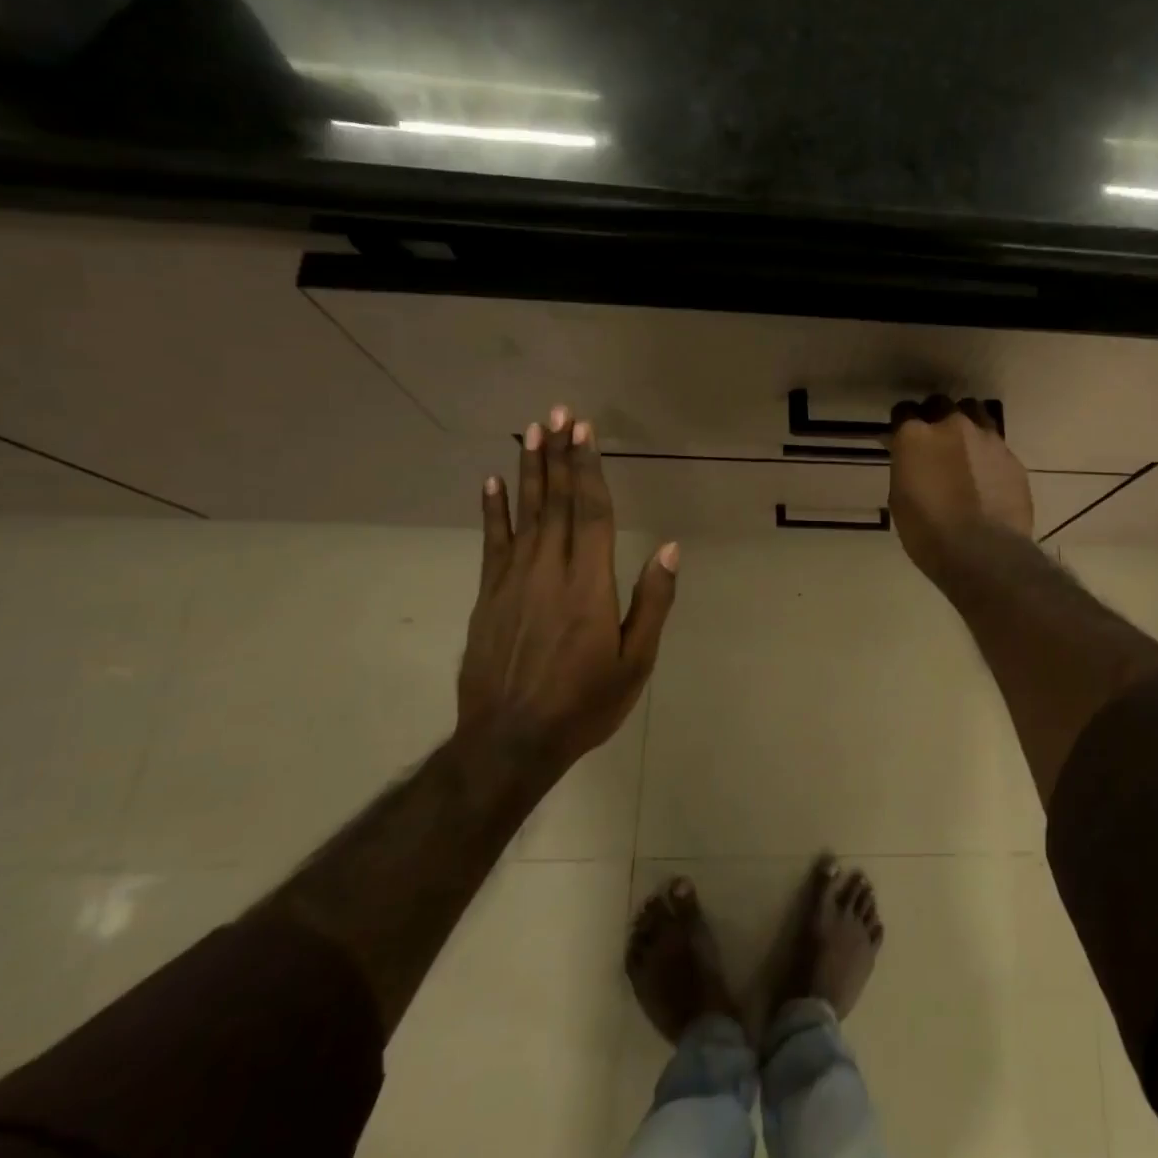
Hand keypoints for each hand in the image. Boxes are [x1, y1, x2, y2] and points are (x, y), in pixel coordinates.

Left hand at [459, 407, 678, 771]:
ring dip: (529, 470)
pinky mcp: (488, 597)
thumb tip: (669, 548)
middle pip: (556, 502)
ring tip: (530, 433)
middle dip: (559, 456)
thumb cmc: (584, 703)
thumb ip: (652, 601)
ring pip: (524, 514)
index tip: (585, 432)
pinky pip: (491, 543)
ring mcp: (512, 581)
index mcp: (588, 584)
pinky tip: (492, 483)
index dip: (589, 470)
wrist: (509, 742)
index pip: (591, 513)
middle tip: (557, 414)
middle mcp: (548, 571)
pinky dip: (493, 511)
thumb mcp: (635, 661)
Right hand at [887, 395, 1033, 584]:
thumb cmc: (928, 532)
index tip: (902, 438)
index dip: (902, 424)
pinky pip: (996, 443)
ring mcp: (987, 438)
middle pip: (940, 404)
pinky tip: (986, 474)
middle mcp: (952, 425)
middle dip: (935, 417)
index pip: (903, 410)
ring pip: (974, 413)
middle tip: (933, 441)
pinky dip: (987, 452)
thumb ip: (906, 467)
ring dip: (965, 424)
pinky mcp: (1012, 457)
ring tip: (964, 448)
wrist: (983, 552)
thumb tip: (910, 458)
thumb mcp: (900, 498)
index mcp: (916, 435)